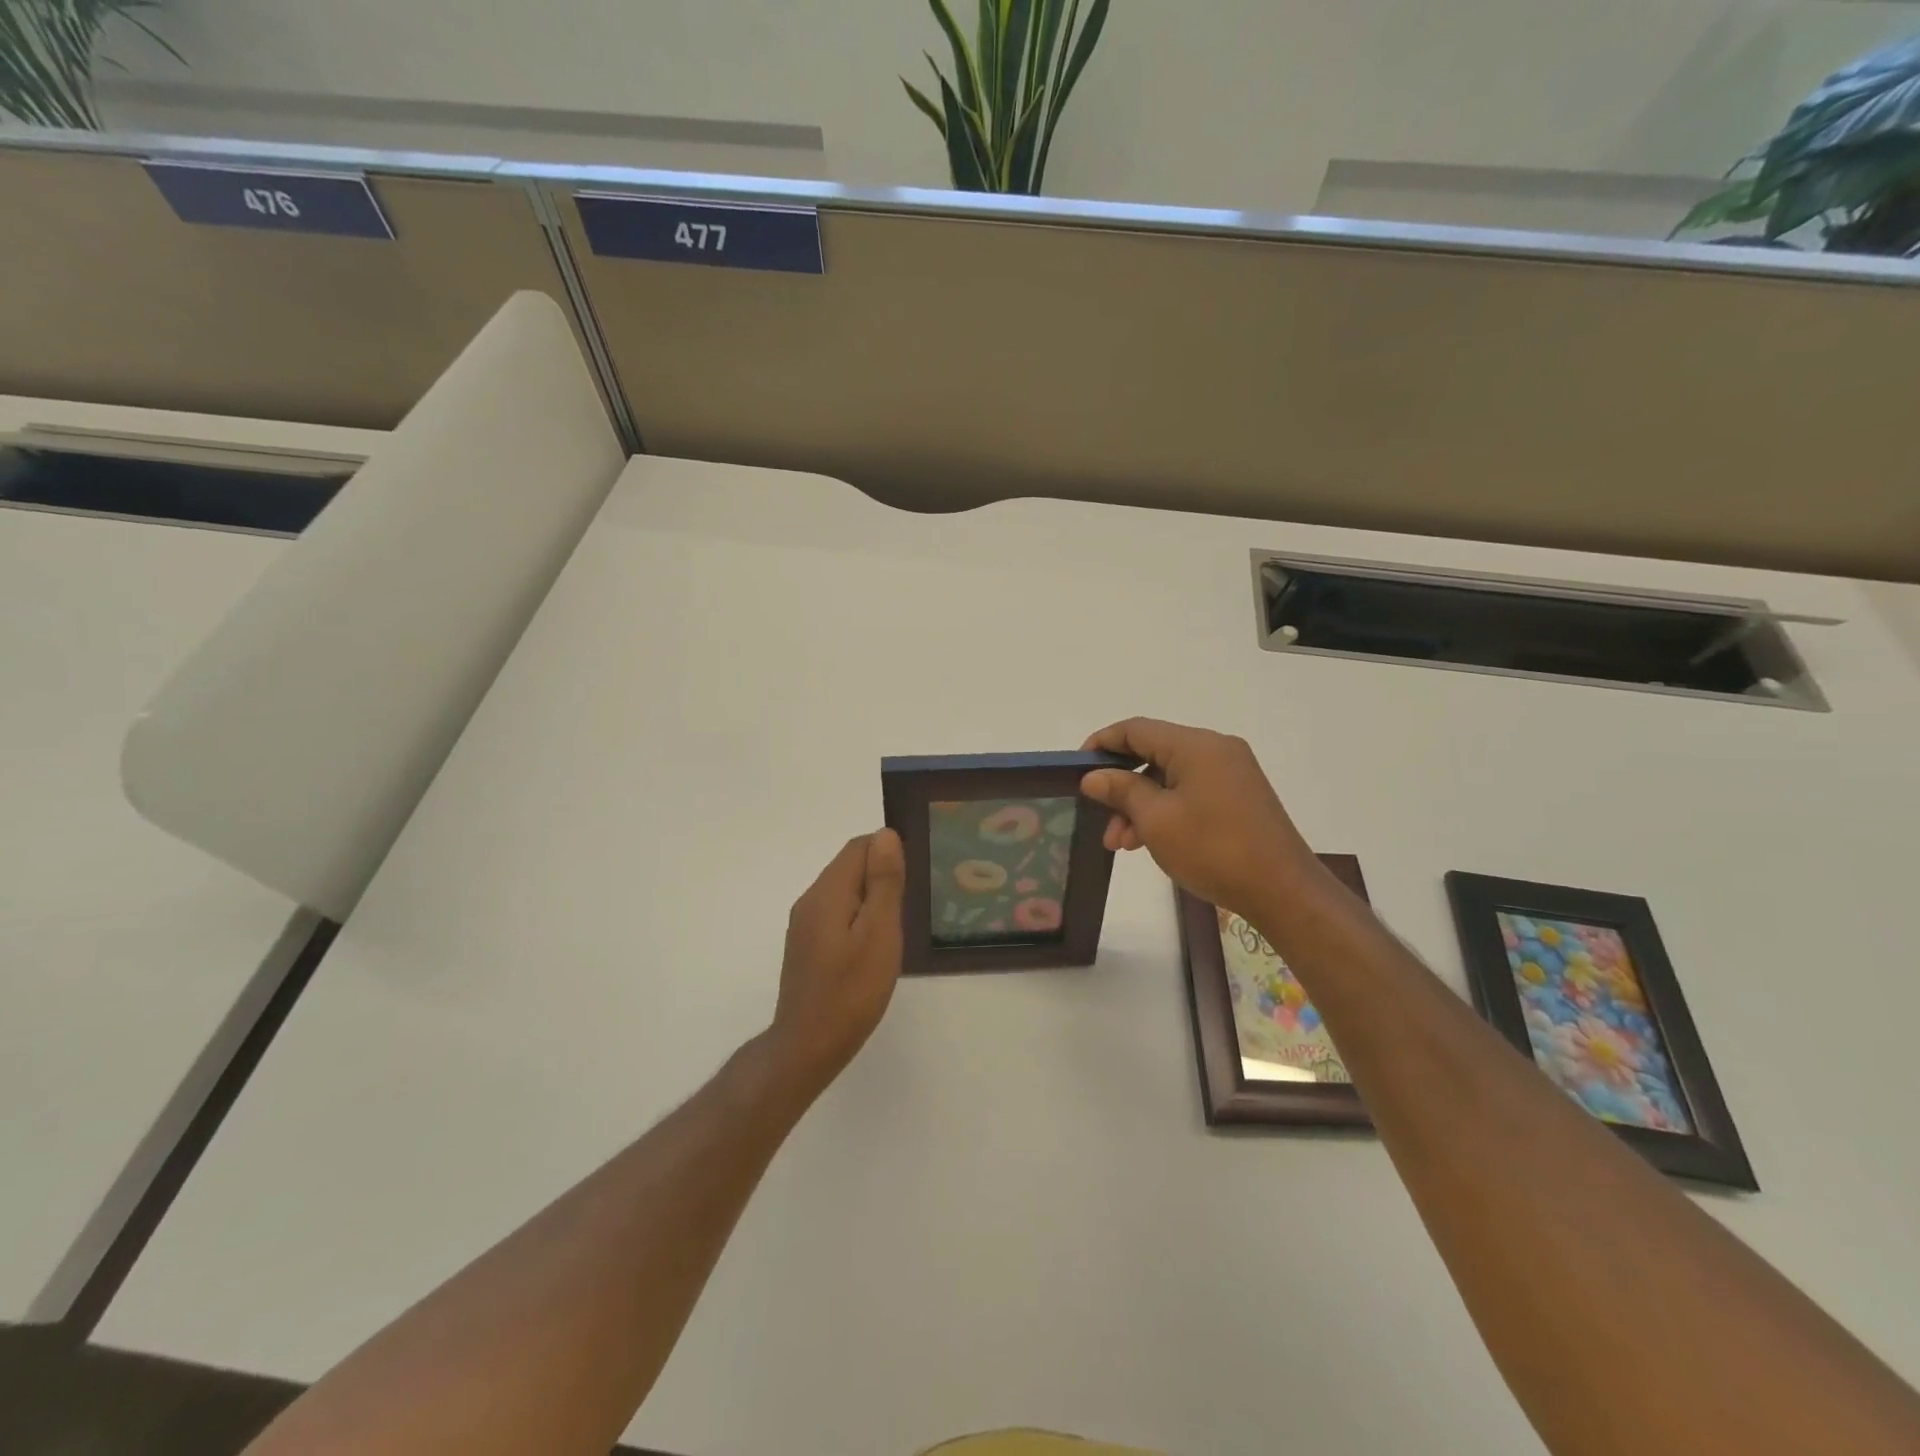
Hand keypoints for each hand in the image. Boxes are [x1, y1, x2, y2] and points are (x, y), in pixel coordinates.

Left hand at [767, 830, 905, 1095]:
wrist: (808, 1047)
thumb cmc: (851, 991)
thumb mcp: (879, 933)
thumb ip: (884, 883)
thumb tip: (886, 835)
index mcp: (827, 892)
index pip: (858, 847)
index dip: (889, 852)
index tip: (913, 879)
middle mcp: (810, 900)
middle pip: (849, 866)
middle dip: (882, 875)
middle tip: (910, 906)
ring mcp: (804, 924)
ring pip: (844, 890)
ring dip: (872, 897)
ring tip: (896, 927)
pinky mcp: (807, 945)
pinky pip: (837, 913)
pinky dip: (859, 916)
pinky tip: (874, 945)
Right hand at [1080, 718, 1315, 919]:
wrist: (1282, 890)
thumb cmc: (1213, 849)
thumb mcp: (1156, 820)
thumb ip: (1121, 790)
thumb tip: (1094, 776)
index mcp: (1196, 745)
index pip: (1136, 729)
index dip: (1102, 743)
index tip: (1077, 769)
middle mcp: (1216, 749)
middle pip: (1153, 754)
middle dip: (1121, 786)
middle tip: (1101, 819)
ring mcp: (1231, 773)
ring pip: (1170, 777)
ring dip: (1141, 804)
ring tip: (1122, 844)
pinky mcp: (1239, 796)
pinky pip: (1190, 791)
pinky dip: (1165, 810)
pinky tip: (1150, 841)